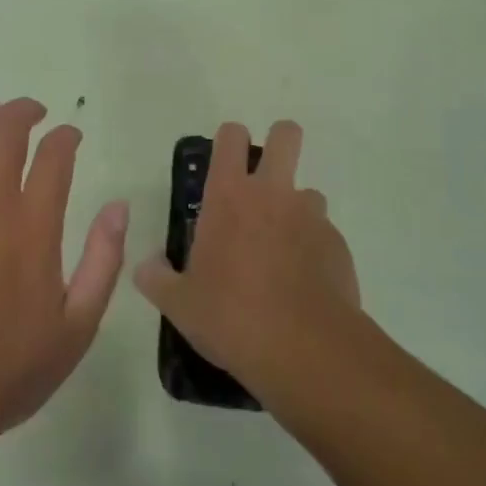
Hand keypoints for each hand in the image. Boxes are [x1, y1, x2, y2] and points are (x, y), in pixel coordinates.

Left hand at [0, 97, 126, 443]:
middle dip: (25, 111)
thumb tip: (117, 207)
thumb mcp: (76, 328)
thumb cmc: (6, 369)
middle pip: (7, 132)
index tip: (70, 137)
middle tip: (33, 113)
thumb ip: (102, 262)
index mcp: (34, 227)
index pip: (55, 156)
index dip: (66, 136)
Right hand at [134, 120, 359, 404]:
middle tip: (264, 180)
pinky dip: (313, 249)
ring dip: (295, 210)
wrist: (305, 350)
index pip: (231, 137)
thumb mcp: (178, 303)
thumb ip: (156, 278)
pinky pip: (324, 234)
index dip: (230, 140)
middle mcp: (273, 194)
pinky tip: (302, 284)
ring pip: (308, 192)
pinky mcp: (338, 245)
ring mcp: (311, 217)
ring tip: (281, 250)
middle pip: (286, 135)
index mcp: (229, 196)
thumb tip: (147, 266)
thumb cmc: (231, 316)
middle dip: (279, 143)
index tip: (225, 162)